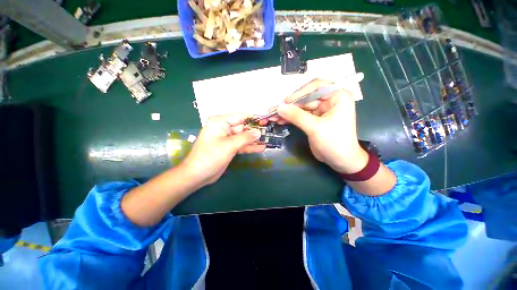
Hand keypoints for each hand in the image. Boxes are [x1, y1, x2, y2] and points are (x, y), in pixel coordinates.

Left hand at [182, 114, 264, 186]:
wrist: (198, 175)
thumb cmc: (210, 156)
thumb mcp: (229, 145)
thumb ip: (245, 137)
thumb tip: (259, 131)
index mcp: (220, 122)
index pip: (240, 117)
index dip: (253, 118)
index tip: (266, 120)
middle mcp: (224, 128)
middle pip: (243, 127)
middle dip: (255, 131)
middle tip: (269, 133)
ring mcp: (227, 139)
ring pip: (243, 137)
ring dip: (254, 140)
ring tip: (267, 140)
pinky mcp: (229, 148)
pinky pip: (241, 145)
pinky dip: (249, 147)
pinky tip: (261, 148)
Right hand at [272, 79, 367, 173]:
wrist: (340, 161)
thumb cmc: (334, 142)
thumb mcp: (315, 128)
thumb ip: (296, 116)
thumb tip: (279, 107)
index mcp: (338, 96)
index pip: (316, 87)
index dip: (298, 93)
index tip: (284, 102)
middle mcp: (330, 100)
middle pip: (306, 97)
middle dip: (289, 105)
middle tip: (273, 110)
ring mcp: (321, 110)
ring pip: (301, 106)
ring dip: (287, 112)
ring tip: (273, 116)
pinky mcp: (315, 119)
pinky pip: (300, 115)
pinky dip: (290, 117)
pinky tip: (280, 120)